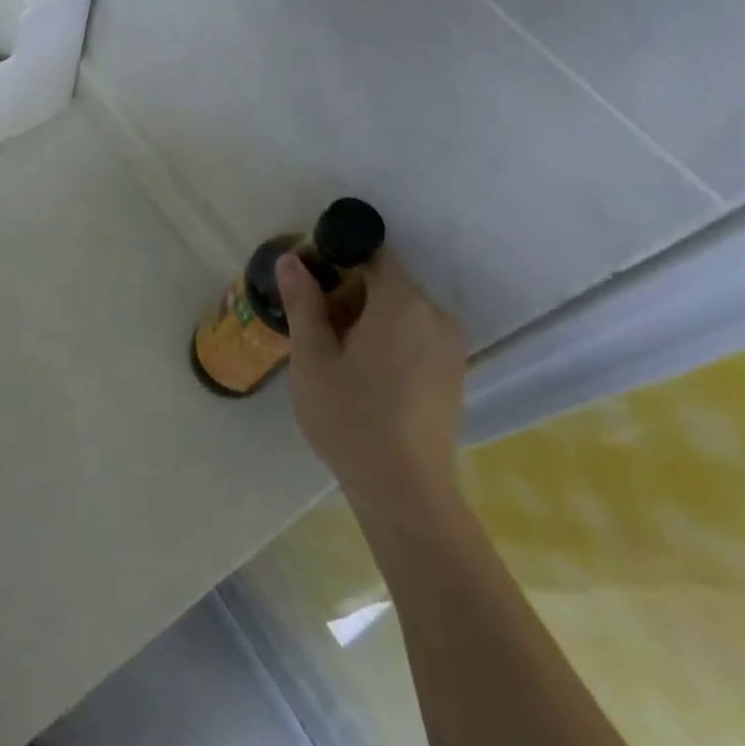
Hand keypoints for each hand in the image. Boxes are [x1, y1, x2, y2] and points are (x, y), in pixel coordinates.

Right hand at [277, 248, 466, 526]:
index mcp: (402, 302)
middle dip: (349, 293)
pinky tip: (363, 376)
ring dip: (368, 319)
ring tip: (334, 354)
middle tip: (313, 324)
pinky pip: (416, 338)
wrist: (404, 491)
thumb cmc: (350, 416)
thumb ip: (303, 301)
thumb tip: (291, 259)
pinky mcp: (454, 376)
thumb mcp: (312, 356)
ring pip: (402, 313)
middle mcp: (435, 315)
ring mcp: (450, 348)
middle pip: (387, 283)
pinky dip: (389, 341)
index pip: (373, 254)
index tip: (309, 281)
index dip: (338, 257)